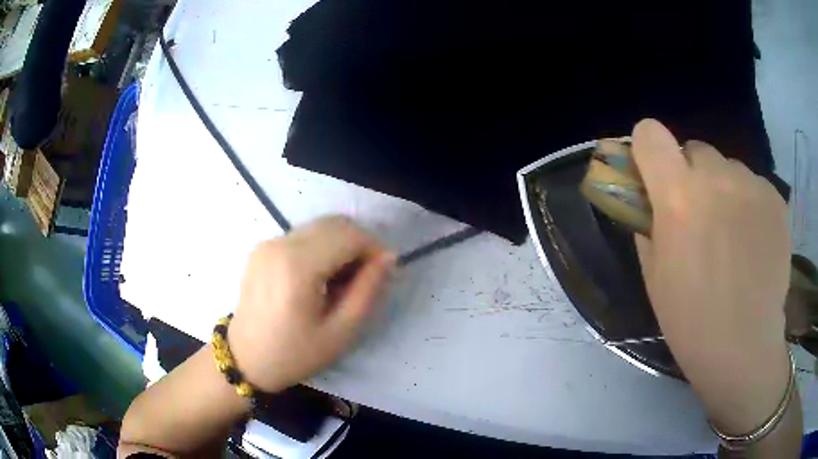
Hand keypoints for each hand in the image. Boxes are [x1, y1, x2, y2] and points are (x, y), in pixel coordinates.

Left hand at [228, 216, 394, 392]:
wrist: (245, 360)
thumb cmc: (294, 354)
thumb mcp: (340, 333)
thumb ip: (367, 291)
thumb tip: (388, 258)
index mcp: (297, 266)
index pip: (348, 235)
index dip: (373, 248)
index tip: (382, 272)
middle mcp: (280, 244)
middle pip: (334, 223)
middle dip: (358, 243)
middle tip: (365, 276)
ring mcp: (268, 243)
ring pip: (319, 226)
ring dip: (340, 244)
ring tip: (342, 279)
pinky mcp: (262, 248)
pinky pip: (302, 235)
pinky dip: (320, 247)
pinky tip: (320, 276)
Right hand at [631, 120, 791, 433]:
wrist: (744, 348)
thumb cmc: (691, 320)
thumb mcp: (654, 275)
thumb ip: (647, 224)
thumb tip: (647, 199)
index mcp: (677, 195)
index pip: (650, 133)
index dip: (649, 149)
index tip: (655, 174)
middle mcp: (715, 176)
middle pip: (695, 149)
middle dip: (692, 175)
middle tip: (701, 216)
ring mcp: (751, 183)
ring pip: (728, 167)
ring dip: (724, 189)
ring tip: (733, 235)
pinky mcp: (775, 197)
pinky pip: (754, 185)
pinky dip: (750, 203)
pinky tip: (754, 241)